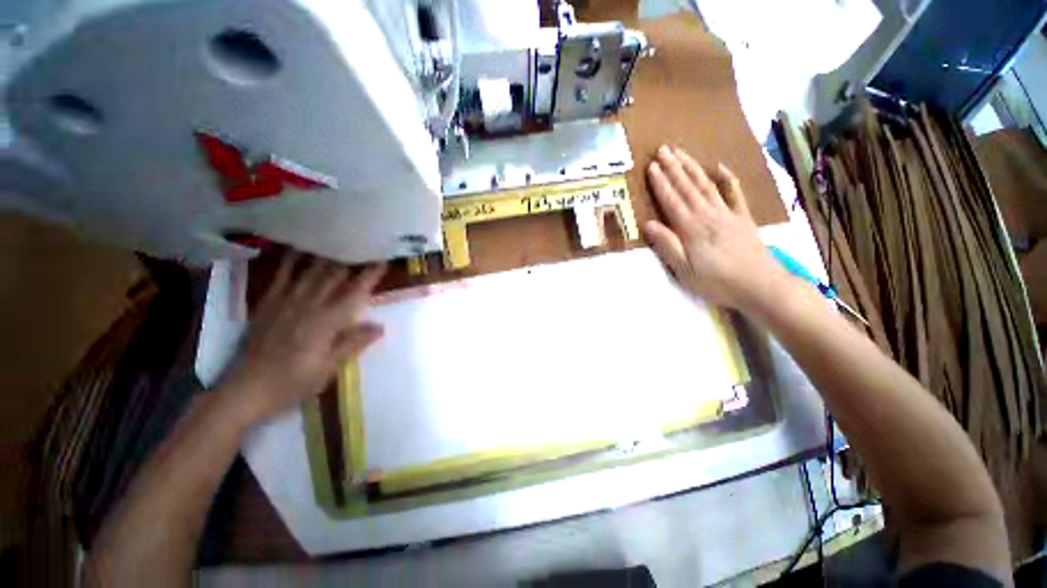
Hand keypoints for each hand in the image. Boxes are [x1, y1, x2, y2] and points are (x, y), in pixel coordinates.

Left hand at [218, 252, 386, 423]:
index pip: (354, 293)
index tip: (382, 261)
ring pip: (310, 272)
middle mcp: (307, 306)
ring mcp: (285, 302)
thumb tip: (380, 327)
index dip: (369, 276)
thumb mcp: (328, 368)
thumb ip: (353, 344)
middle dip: (350, 260)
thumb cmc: (291, 383)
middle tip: (363, 246)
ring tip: (339, 241)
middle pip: (333, 277)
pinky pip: (281, 277)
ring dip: (326, 256)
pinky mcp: (267, 304)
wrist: (244, 390)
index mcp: (325, 322)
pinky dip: (291, 261)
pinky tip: (298, 249)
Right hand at [643, 145, 787, 311]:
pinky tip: (721, 167)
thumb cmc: (717, 281)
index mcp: (691, 228)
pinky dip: (728, 178)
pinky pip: (735, 193)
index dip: (660, 183)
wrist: (760, 286)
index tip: (650, 166)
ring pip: (706, 185)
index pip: (672, 200)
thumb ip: (667, 245)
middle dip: (674, 167)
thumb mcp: (684, 270)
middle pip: (687, 187)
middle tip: (663, 149)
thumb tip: (648, 224)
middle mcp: (708, 214)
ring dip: (692, 167)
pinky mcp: (743, 217)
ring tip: (680, 152)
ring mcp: (727, 213)